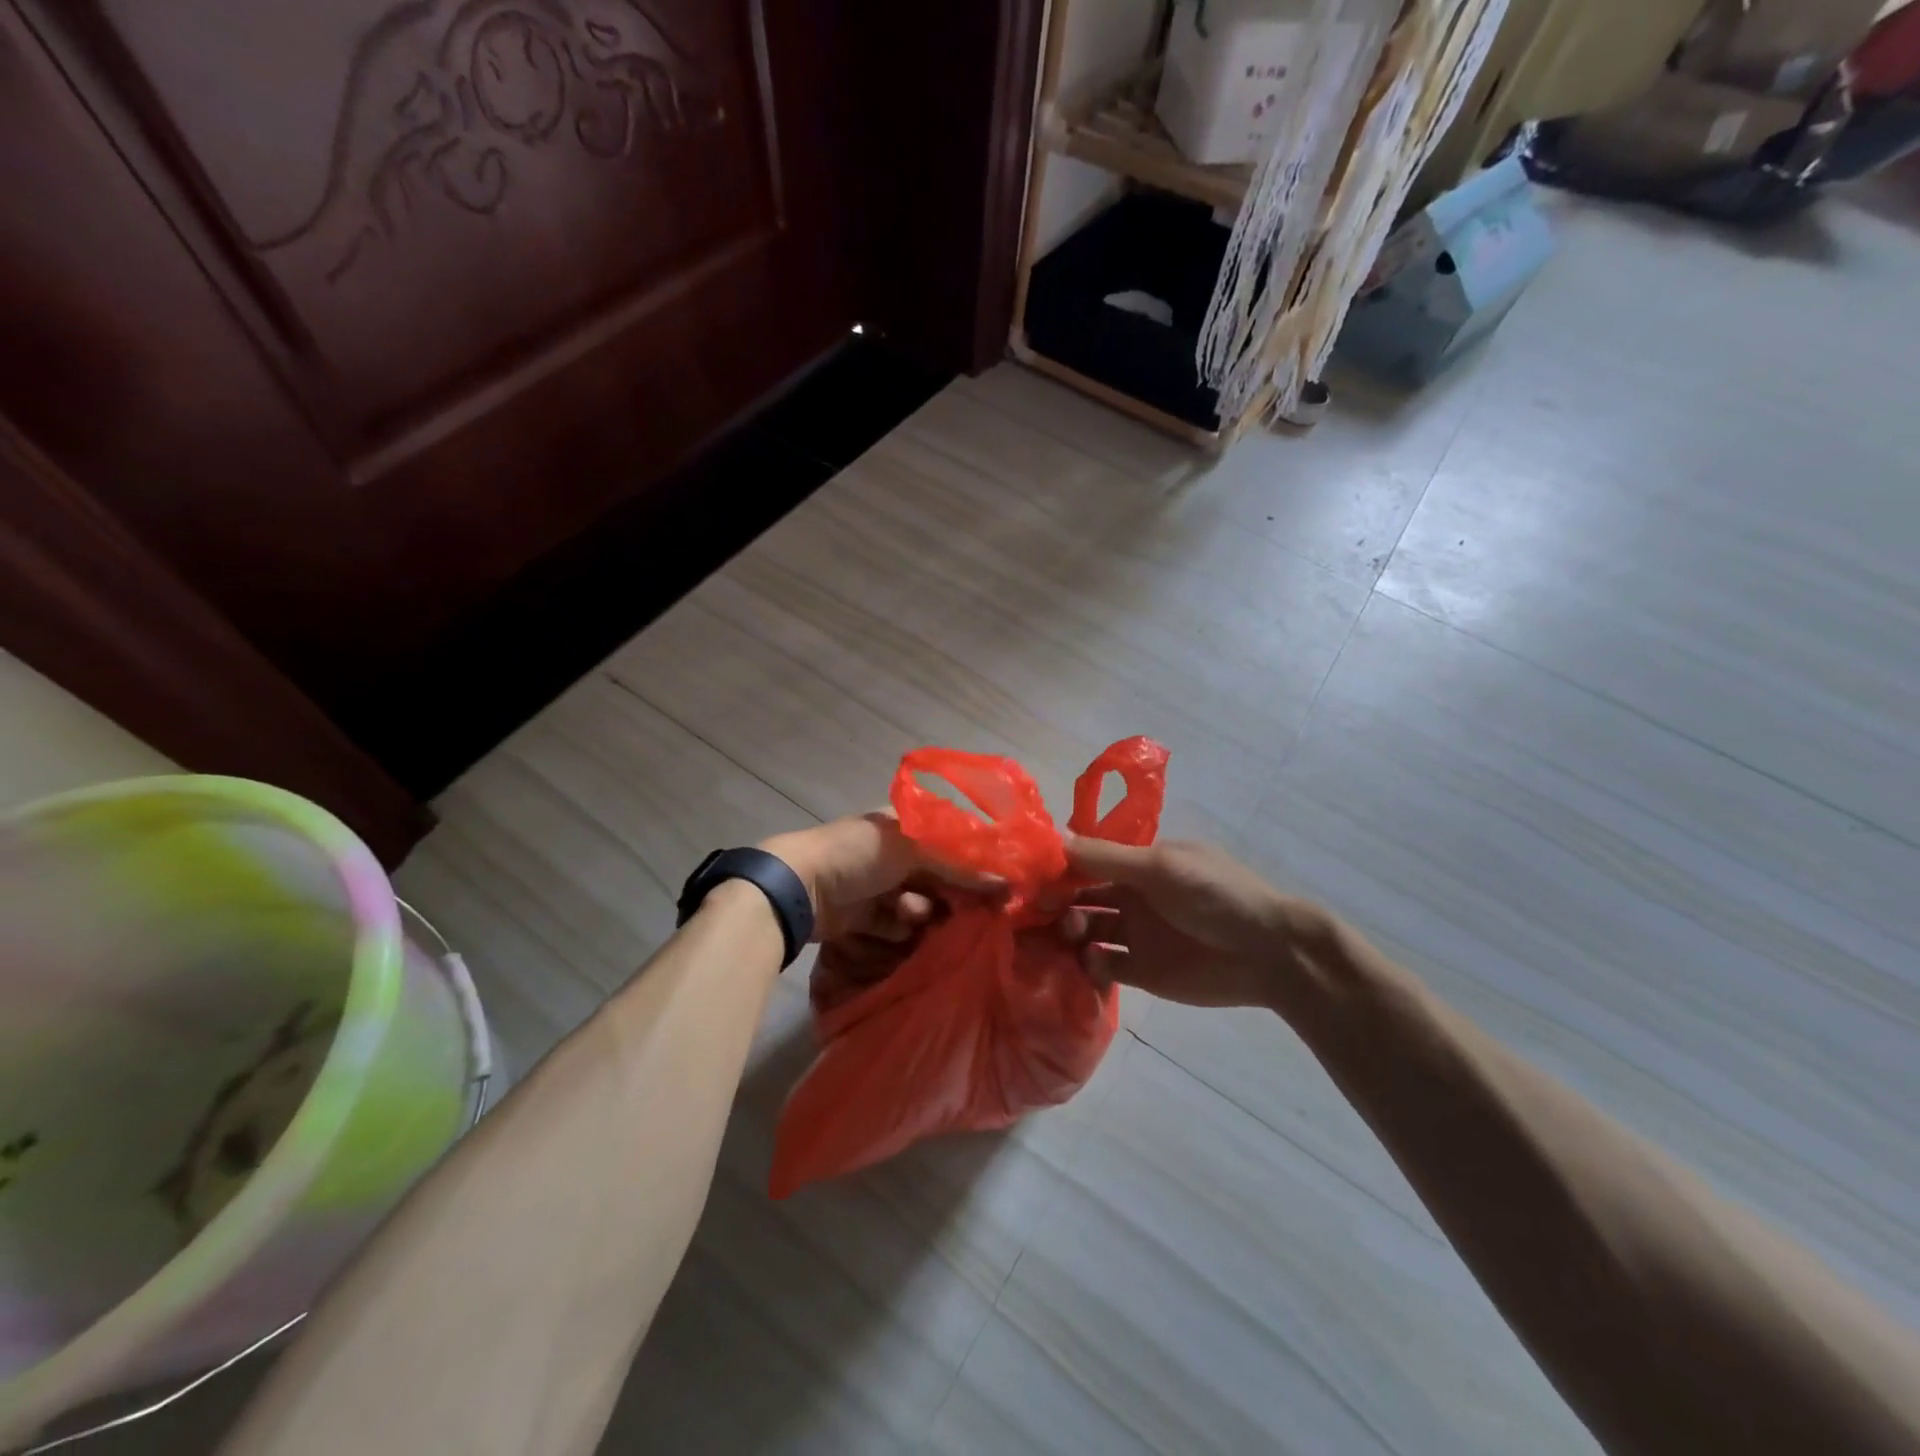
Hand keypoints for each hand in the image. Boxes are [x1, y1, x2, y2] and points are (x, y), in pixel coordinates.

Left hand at [758, 813, 1001, 986]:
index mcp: (903, 825)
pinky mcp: (866, 915)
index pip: (949, 841)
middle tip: (973, 910)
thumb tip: (1005, 883)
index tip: (997, 883)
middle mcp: (893, 853)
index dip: (973, 861)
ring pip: (919, 902)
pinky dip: (900, 926)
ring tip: (908, 911)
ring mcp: (878, 885)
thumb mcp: (913, 850)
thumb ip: (959, 866)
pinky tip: (897, 924)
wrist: (801, 887)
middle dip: (950, 893)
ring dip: (920, 910)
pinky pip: (897, 924)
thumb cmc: (859, 855)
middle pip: (937, 875)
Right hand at [1061, 838, 1329, 1009]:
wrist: (1268, 953)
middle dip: (1058, 901)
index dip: (1060, 867)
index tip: (1030, 877)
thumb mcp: (1160, 867)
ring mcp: (1135, 934)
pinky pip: (1102, 966)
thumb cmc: (1214, 896)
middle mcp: (1132, 895)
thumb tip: (1055, 839)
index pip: (1088, 860)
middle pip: (1081, 895)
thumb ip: (1106, 857)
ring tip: (1069, 936)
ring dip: (1070, 931)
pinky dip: (1088, 964)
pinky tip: (1090, 962)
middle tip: (1037, 912)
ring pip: (1087, 930)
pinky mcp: (1140, 971)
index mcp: (1139, 863)